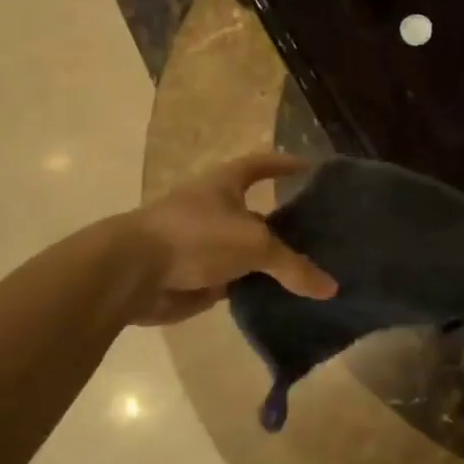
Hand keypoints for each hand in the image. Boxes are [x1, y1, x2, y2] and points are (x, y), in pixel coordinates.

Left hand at [116, 153, 335, 325]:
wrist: (132, 273)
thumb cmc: (196, 236)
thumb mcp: (254, 245)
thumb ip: (293, 266)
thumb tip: (332, 288)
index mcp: (226, 184)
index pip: (262, 165)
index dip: (286, 165)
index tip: (311, 167)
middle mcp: (215, 208)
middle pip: (258, 213)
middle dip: (285, 223)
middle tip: (322, 234)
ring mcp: (204, 243)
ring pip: (247, 251)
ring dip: (270, 261)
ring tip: (309, 270)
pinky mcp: (196, 275)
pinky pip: (235, 281)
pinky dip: (255, 288)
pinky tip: (281, 298)